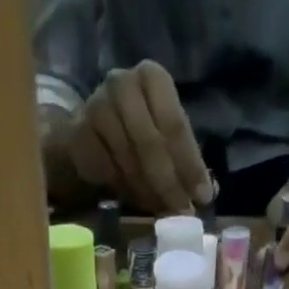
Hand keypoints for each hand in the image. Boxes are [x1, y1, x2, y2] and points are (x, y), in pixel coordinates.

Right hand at [61, 62, 212, 214]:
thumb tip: (208, 191)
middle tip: (181, 211)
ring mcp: (96, 106)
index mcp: (152, 78)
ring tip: (159, 209)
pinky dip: (123, 190)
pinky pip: (107, 171)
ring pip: (129, 160)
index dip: (190, 165)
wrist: (85, 135)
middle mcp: (123, 84)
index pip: (175, 125)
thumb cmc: (132, 135)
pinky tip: (133, 199)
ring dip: (148, 192)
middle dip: (169, 183)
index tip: (203, 198)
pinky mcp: (79, 134)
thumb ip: (185, 159)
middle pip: (151, 143)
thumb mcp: (163, 136)